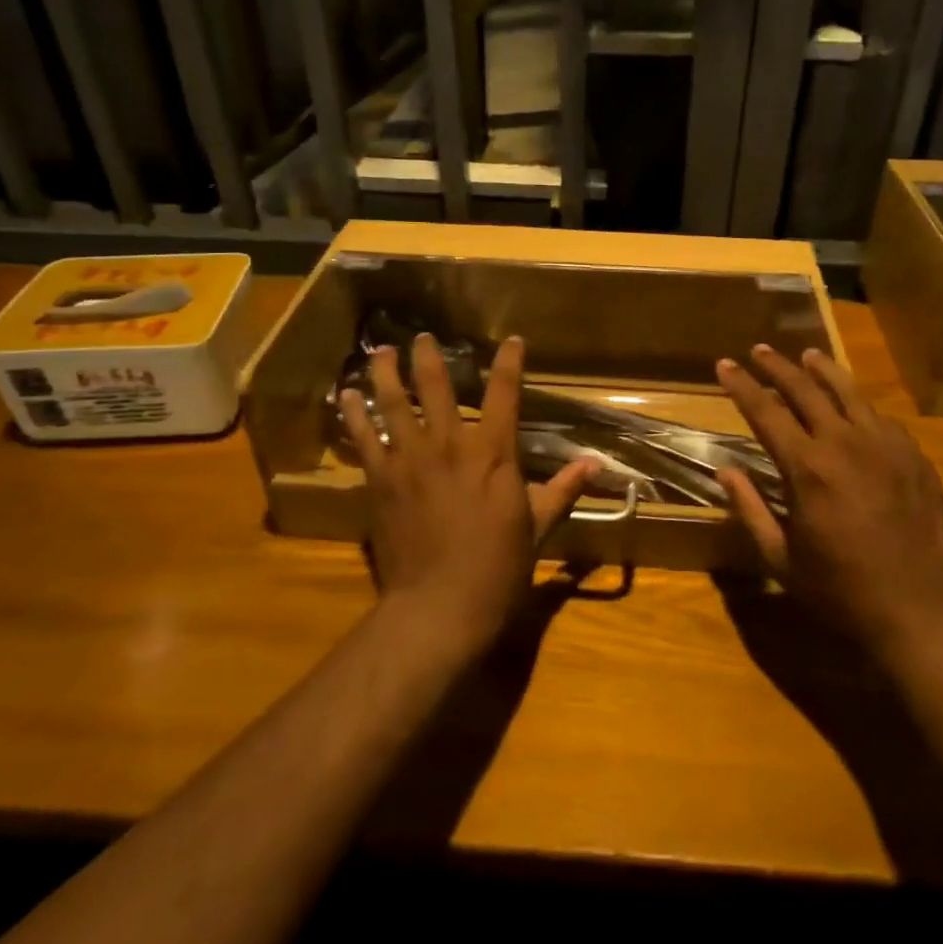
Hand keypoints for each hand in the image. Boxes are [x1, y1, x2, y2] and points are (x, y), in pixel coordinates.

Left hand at [339, 333, 593, 655]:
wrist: (440, 607)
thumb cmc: (497, 570)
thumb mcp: (537, 528)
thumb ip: (561, 490)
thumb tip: (595, 465)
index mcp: (493, 454)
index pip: (505, 394)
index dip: (509, 362)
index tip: (512, 341)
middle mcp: (450, 445)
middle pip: (436, 387)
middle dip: (429, 357)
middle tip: (421, 337)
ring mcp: (410, 460)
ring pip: (394, 403)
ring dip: (386, 373)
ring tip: (380, 351)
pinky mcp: (381, 481)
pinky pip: (364, 438)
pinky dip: (355, 414)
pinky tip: (347, 395)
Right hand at [715, 344, 942, 655]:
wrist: (924, 616)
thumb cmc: (842, 592)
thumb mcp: (781, 559)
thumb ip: (750, 509)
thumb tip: (725, 470)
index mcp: (808, 469)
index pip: (765, 411)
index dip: (741, 385)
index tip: (724, 364)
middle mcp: (846, 444)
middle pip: (805, 389)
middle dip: (777, 367)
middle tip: (759, 350)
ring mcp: (886, 446)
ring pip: (849, 392)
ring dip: (823, 370)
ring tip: (807, 354)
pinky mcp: (915, 457)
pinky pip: (881, 417)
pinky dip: (859, 403)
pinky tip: (853, 403)